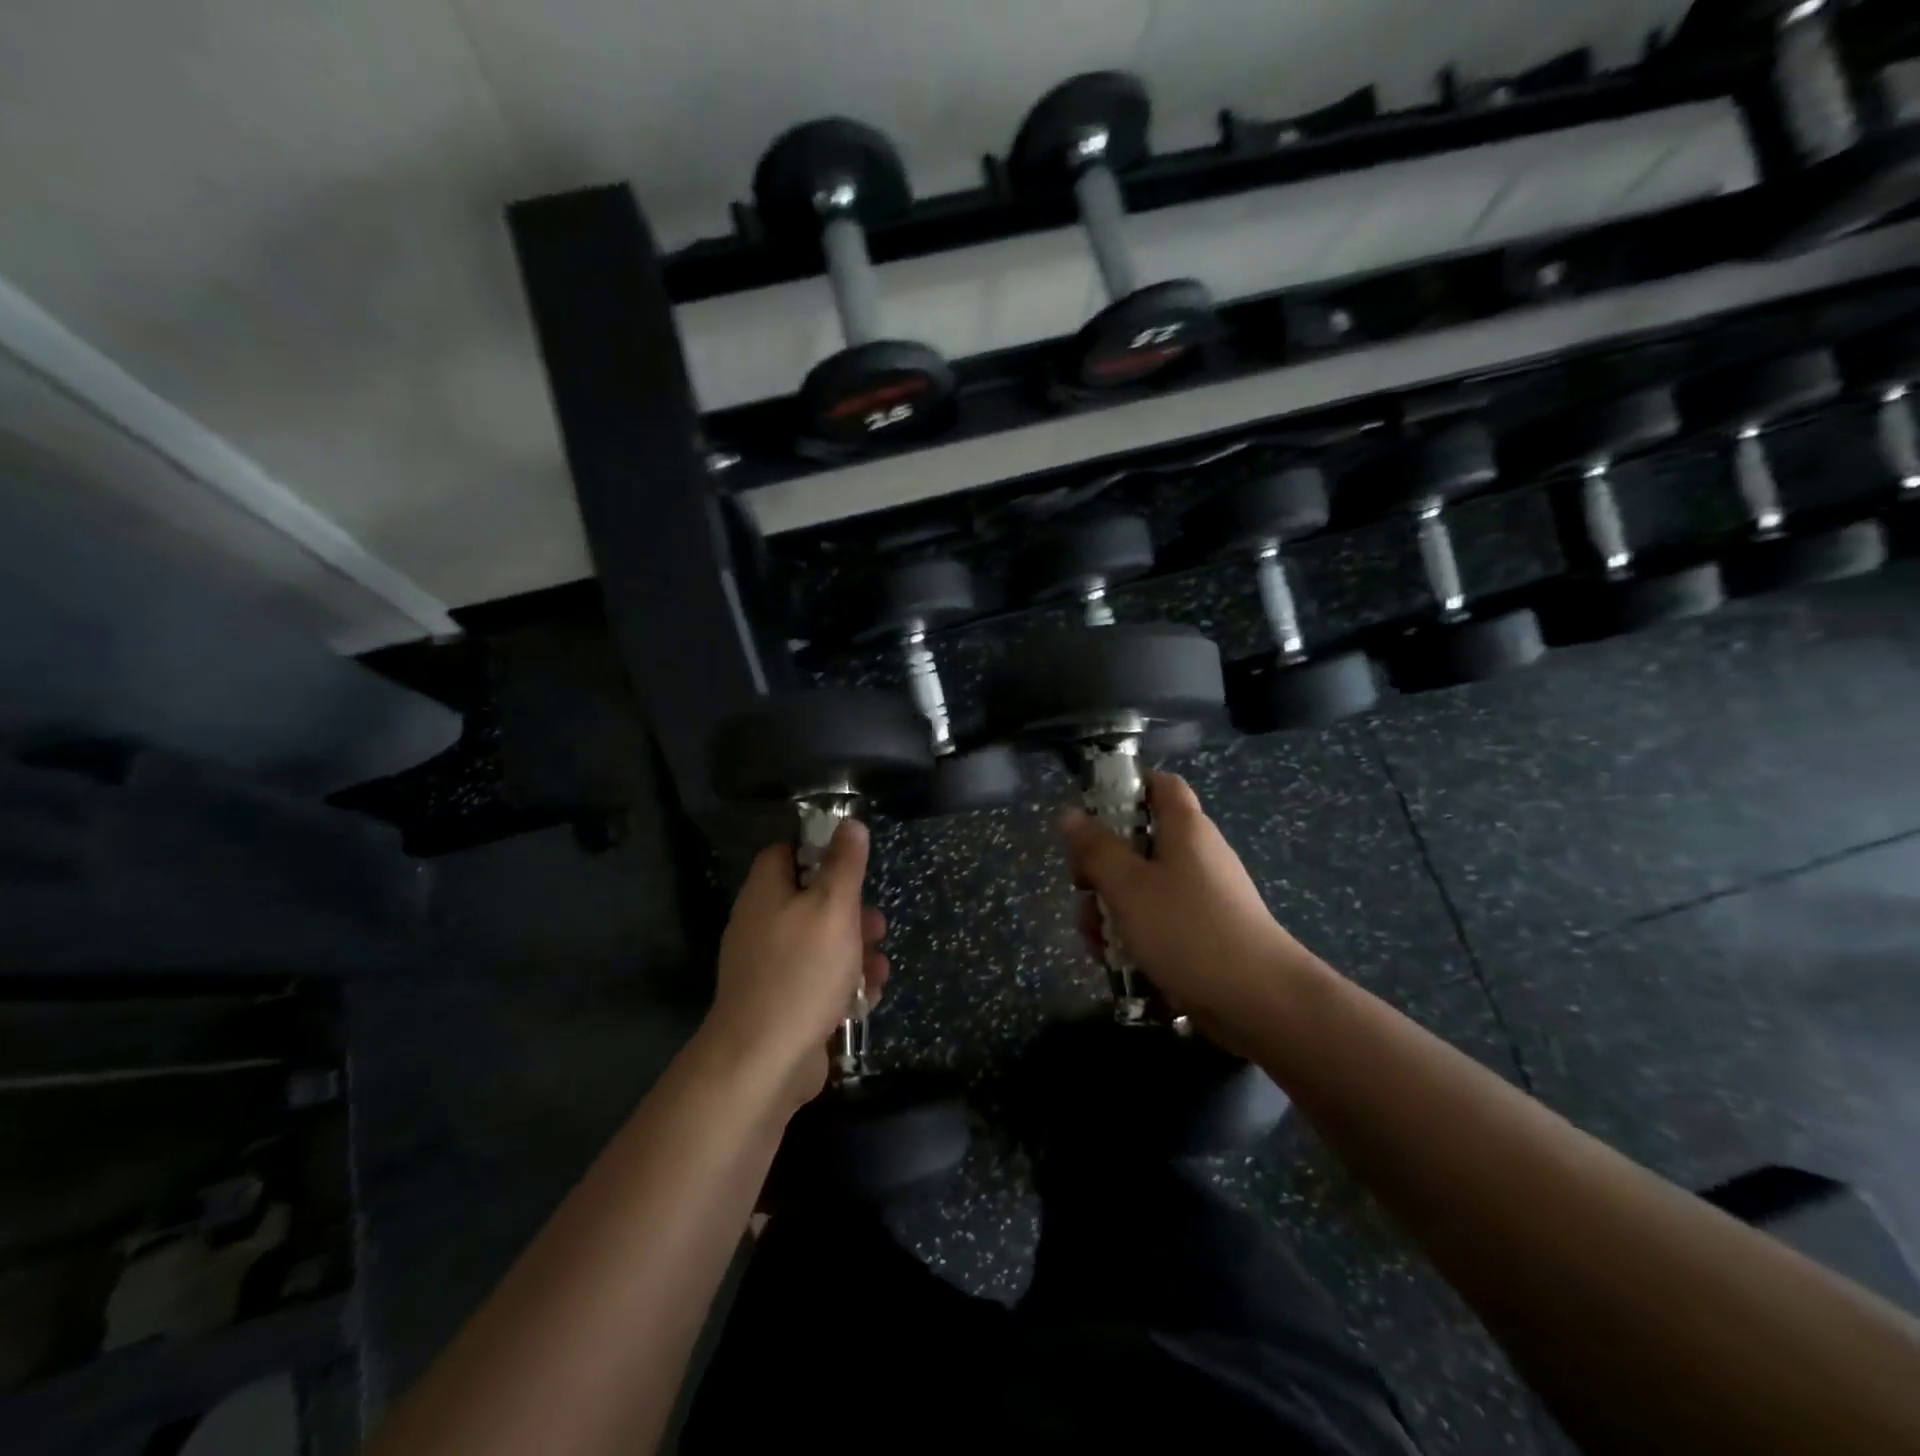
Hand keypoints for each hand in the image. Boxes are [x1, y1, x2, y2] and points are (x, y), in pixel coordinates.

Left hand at [704, 819, 888, 1112]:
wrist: (763, 1062)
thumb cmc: (802, 972)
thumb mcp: (833, 908)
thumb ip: (844, 865)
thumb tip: (849, 823)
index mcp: (765, 894)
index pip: (785, 853)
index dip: (818, 850)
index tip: (852, 861)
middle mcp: (761, 925)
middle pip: (809, 901)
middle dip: (850, 911)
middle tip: (876, 923)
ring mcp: (768, 968)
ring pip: (819, 944)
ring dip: (854, 951)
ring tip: (880, 965)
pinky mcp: (781, 1003)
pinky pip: (816, 981)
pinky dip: (843, 985)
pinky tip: (868, 996)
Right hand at [1060, 772, 1320, 1048]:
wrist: (1260, 1002)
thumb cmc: (1188, 930)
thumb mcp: (1129, 887)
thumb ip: (1095, 850)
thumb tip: (1069, 814)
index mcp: (1185, 829)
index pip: (1159, 785)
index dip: (1125, 788)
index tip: (1090, 814)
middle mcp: (1196, 855)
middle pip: (1139, 843)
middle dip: (1101, 868)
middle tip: (1082, 890)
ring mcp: (1201, 897)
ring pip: (1142, 889)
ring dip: (1110, 910)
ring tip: (1096, 941)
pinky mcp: (1202, 934)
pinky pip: (1158, 922)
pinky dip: (1134, 936)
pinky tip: (1116, 963)